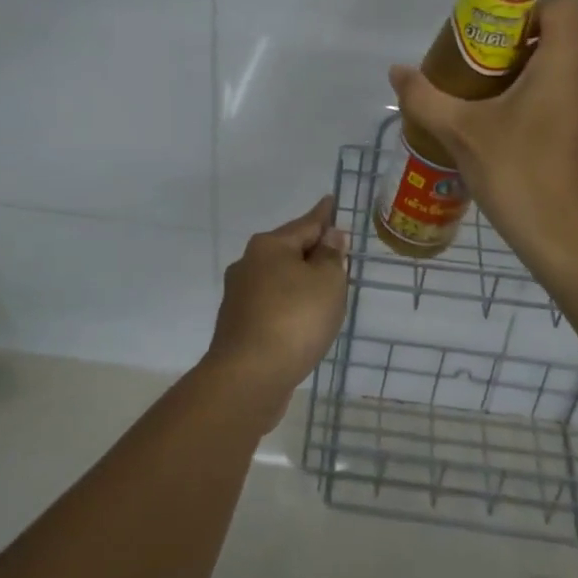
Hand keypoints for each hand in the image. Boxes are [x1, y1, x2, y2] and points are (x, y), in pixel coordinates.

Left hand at [204, 195, 348, 424]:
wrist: (249, 377)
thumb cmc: (294, 320)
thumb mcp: (327, 282)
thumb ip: (331, 256)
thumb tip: (330, 236)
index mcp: (269, 246)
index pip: (306, 223)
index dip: (324, 214)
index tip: (331, 201)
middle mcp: (249, 263)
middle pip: (289, 249)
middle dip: (313, 250)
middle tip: (338, 251)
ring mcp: (239, 295)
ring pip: (279, 278)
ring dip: (301, 280)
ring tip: (326, 287)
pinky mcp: (238, 324)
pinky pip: (272, 303)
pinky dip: (290, 304)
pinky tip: (303, 318)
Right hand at [389, 0, 577, 278]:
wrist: (575, 244)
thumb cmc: (520, 175)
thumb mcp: (462, 134)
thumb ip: (425, 97)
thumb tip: (397, 71)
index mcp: (568, 61)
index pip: (565, 4)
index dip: (533, 11)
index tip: (500, 40)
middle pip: (567, 39)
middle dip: (529, 49)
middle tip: (489, 79)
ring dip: (547, 80)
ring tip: (508, 113)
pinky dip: (564, 109)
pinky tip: (533, 145)